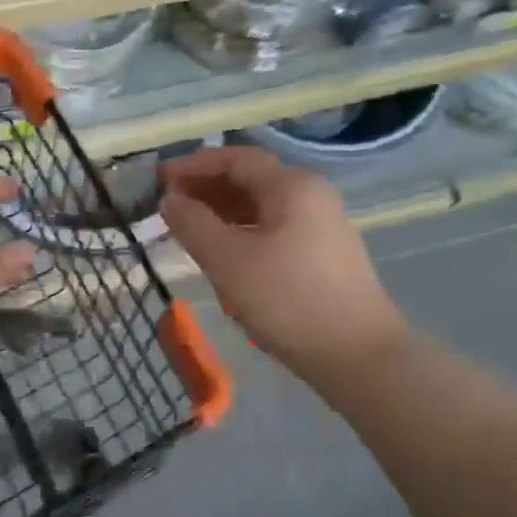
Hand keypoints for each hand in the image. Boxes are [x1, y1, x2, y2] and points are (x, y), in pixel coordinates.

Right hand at [159, 147, 406, 380]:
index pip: (235, 159)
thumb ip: (193, 224)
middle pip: (250, 180)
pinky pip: (273, 230)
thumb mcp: (228, 261)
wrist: (358, 356)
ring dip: (222, 214)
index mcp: (292, 186)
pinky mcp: (322, 255)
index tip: (159, 181)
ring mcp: (321, 226)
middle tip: (168, 208)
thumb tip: (169, 200)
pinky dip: (242, 234)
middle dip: (206, 190)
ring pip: (261, 208)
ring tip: (188, 232)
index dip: (193, 165)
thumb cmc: (288, 300)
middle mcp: (311, 196)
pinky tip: (223, 256)